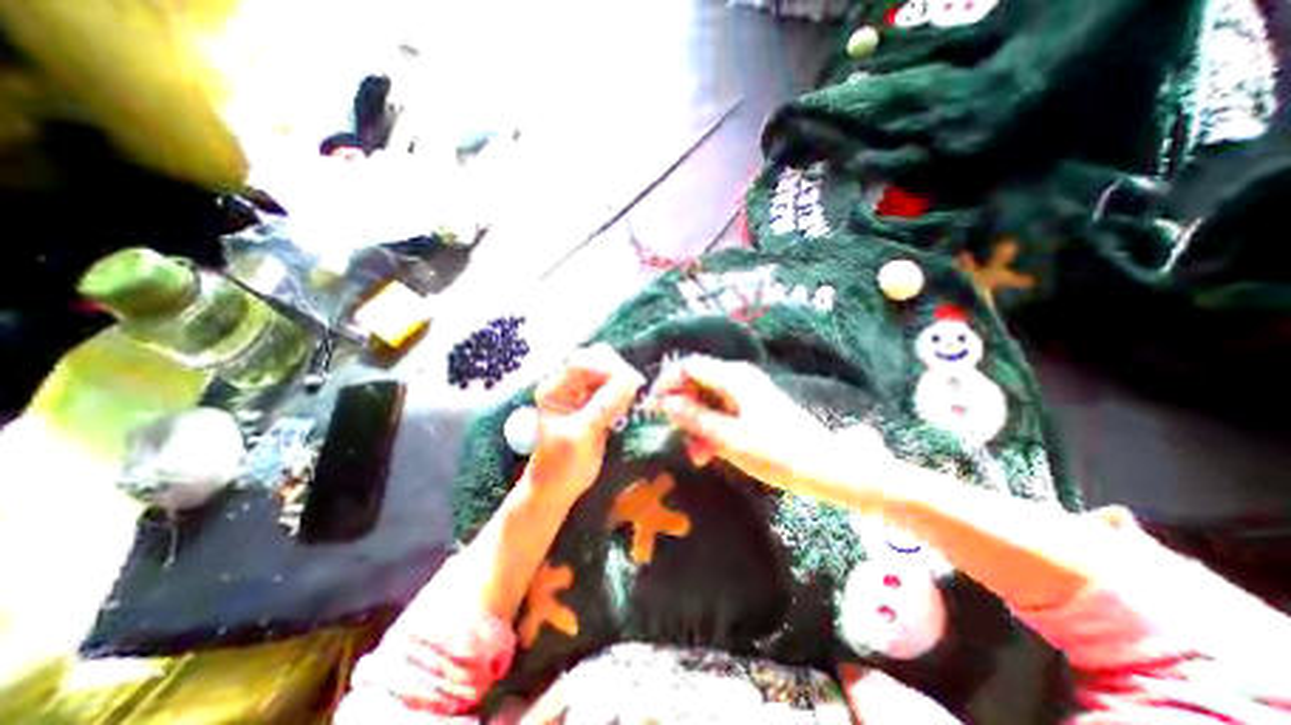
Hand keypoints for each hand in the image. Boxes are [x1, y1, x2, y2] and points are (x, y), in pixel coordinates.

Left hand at [525, 345, 642, 504]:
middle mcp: (567, 386)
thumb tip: (631, 380)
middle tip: (635, 389)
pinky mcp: (595, 404)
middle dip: (616, 371)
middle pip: (595, 360)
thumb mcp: (581, 435)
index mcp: (554, 390)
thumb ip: (604, 406)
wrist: (557, 489)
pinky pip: (613, 387)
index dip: (607, 368)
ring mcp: (582, 394)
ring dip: (622, 381)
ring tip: (630, 401)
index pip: (582, 363)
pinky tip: (627, 407)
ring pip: (607, 372)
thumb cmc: (561, 466)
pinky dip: (624, 392)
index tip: (630, 382)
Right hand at [650, 357, 841, 493]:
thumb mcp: (729, 438)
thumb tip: (666, 403)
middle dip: (682, 408)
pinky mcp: (752, 407)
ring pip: (707, 400)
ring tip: (696, 455)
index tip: (653, 407)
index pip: (688, 365)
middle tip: (673, 435)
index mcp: (734, 377)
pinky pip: (722, 411)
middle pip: (697, 382)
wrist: (826, 468)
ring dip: (696, 424)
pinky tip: (708, 453)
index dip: (667, 383)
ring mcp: (747, 392)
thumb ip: (695, 418)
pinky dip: (711, 428)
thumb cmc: (778, 453)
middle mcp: (739, 378)